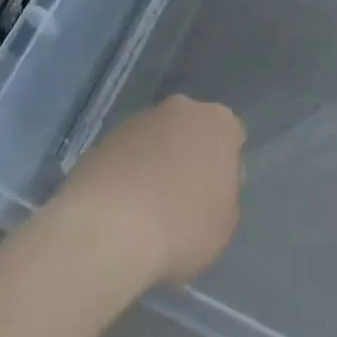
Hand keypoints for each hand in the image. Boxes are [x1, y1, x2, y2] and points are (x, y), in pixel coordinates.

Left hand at [56, 97, 244, 285]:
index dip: (225, 166)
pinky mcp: (104, 138)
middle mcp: (181, 109)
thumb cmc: (183, 225)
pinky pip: (127, 155)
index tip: (215, 195)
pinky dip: (128, 174)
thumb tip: (210, 186)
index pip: (232, 136)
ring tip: (147, 208)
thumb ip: (226, 194)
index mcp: (219, 122)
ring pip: (156, 140)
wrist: (109, 228)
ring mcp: (139, 120)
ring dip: (156, 163)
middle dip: (189, 156)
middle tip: (183, 197)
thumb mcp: (226, 222)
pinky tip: (122, 208)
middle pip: (191, 131)